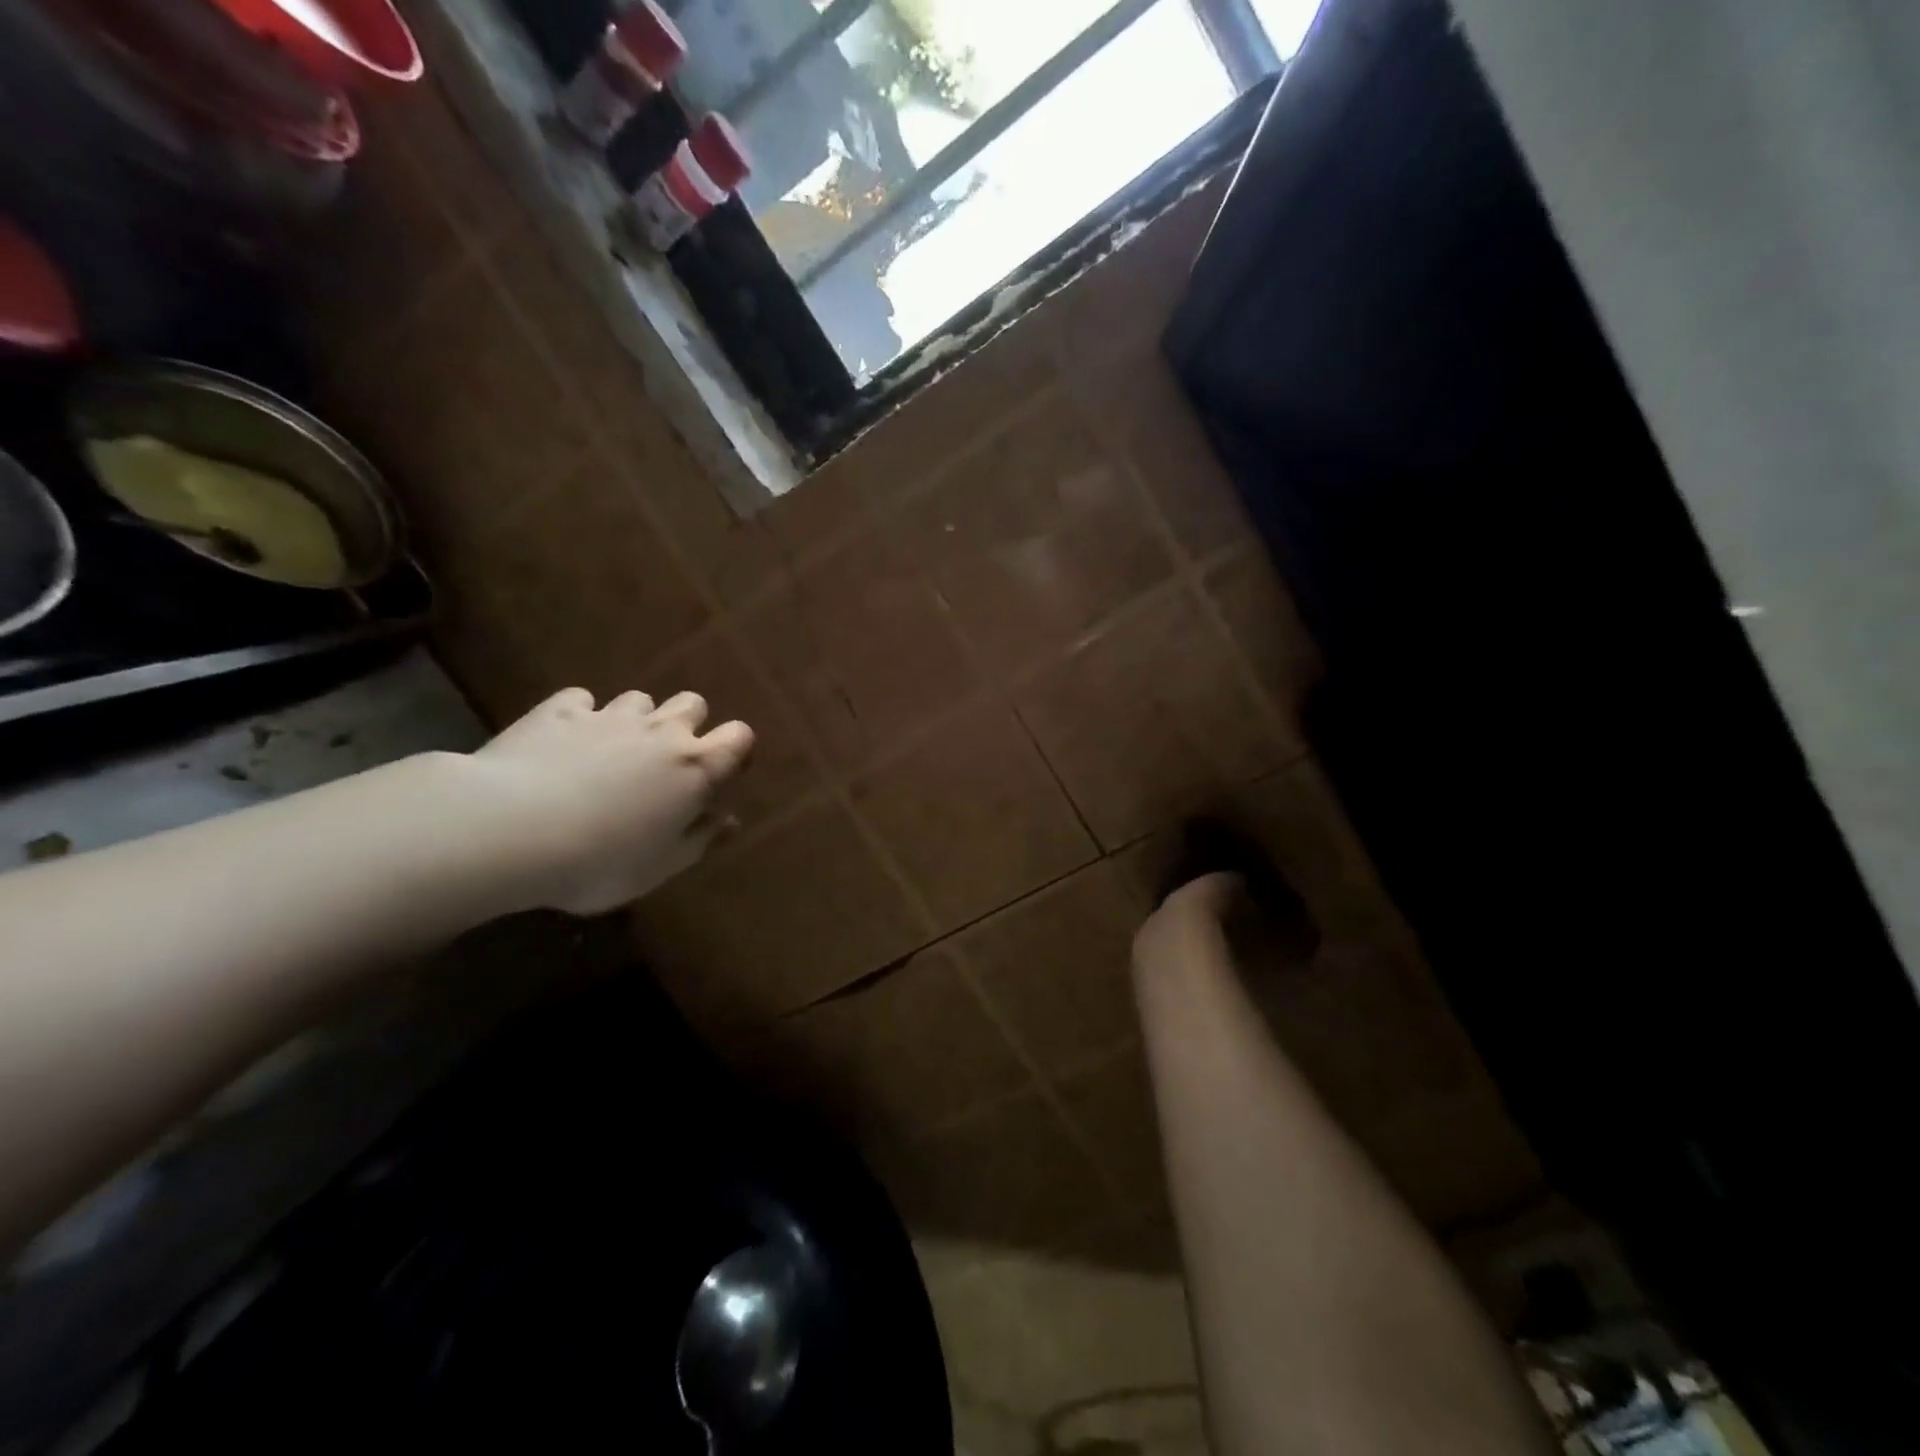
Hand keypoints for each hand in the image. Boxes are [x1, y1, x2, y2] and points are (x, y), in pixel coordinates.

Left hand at [470, 686, 753, 914]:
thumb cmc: (601, 860)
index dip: (735, 749)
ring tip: (612, 751)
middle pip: (693, 704)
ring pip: (639, 699)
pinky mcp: (559, 711)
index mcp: (695, 768)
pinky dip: (581, 715)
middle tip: (666, 760)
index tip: (723, 772)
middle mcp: (661, 731)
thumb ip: (700, 838)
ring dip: (635, 720)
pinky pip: (581, 700)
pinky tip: (565, 740)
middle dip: (687, 724)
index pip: (739, 736)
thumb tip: (729, 820)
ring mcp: (609, 716)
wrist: (511, 830)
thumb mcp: (662, 866)